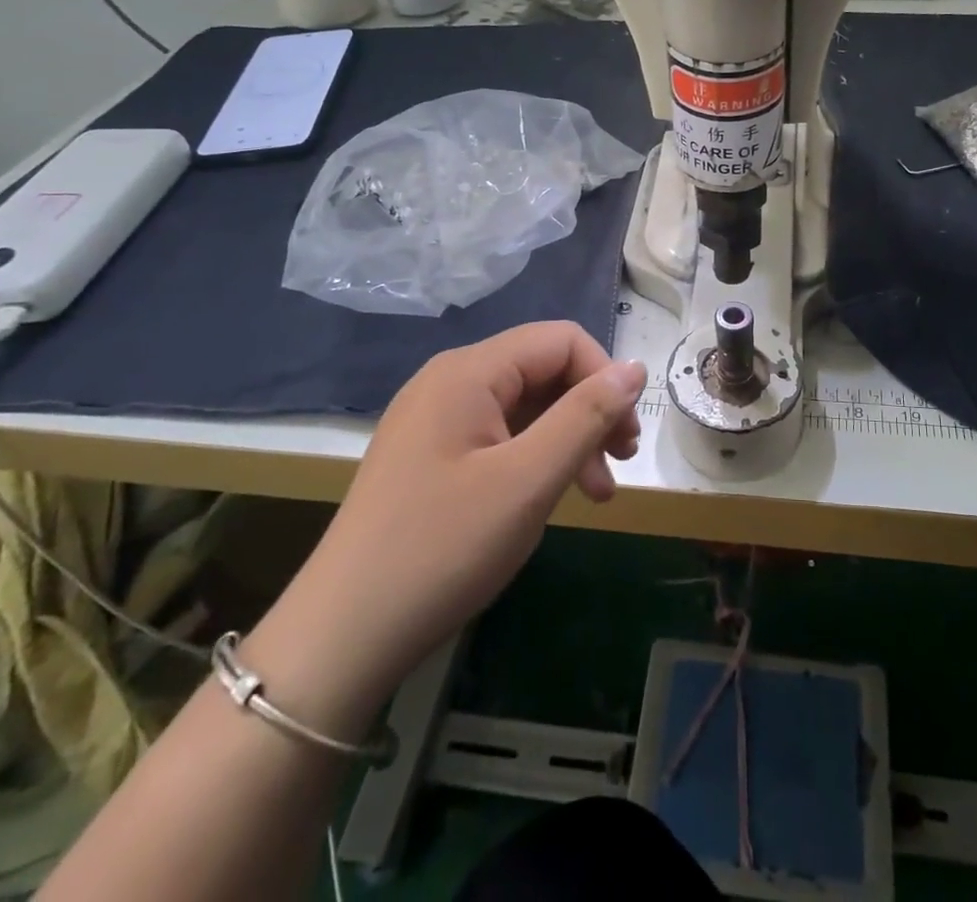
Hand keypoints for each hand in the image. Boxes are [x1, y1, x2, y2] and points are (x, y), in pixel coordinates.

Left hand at [249, 323, 644, 722]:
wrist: (341, 637)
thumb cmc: (442, 549)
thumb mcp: (528, 481)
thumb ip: (586, 416)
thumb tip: (635, 367)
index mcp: (468, 372)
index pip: (561, 340)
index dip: (604, 377)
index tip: (626, 435)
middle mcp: (449, 380)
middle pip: (543, 370)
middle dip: (590, 410)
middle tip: (621, 462)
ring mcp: (435, 418)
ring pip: (525, 406)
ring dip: (568, 439)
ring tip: (597, 492)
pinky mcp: (429, 455)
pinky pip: (499, 435)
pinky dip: (535, 458)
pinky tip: (551, 497)